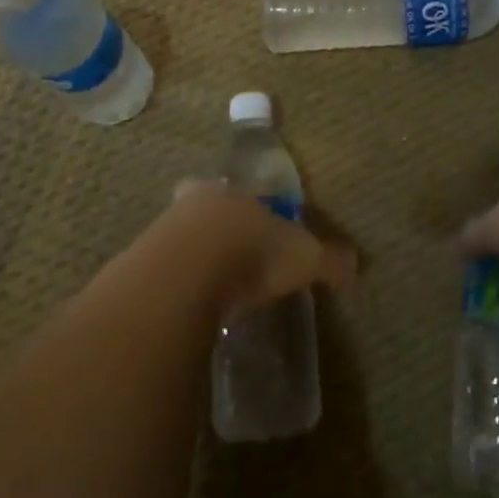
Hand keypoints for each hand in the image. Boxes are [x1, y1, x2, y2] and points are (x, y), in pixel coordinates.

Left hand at [167, 181, 355, 311]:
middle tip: (228, 255)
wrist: (188, 270)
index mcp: (238, 192)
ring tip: (208, 286)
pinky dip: (175, 283)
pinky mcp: (143, 261)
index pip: (244, 192)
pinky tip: (186, 305)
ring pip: (181, 235)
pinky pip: (163, 269)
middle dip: (215, 225)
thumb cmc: (252, 252)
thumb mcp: (303, 257)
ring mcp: (166, 228)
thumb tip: (355, 264)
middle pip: (206, 207)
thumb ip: (329, 260)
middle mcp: (199, 200)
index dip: (251, 209)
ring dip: (192, 255)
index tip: (256, 228)